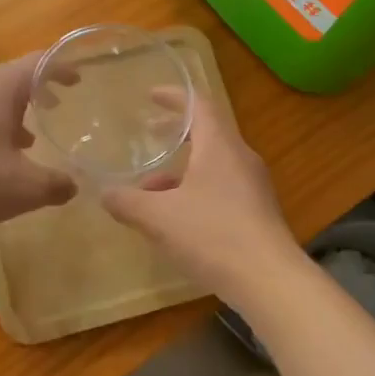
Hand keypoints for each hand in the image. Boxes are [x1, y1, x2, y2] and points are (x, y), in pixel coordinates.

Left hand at [0, 52, 76, 227]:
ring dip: (10, 113)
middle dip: (36, 92)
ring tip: (27, 139)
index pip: (40, 62)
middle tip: (56, 109)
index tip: (79, 79)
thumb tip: (72, 185)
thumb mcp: (24, 188)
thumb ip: (55, 185)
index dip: (63, 68)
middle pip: (13, 77)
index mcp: (2, 85)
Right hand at [101, 90, 301, 301]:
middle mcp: (241, 158)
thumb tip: (105, 194)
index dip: (174, 96)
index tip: (152, 95)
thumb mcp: (159, 218)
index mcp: (220, 146)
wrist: (269, 280)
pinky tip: (176, 220)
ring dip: (181, 171)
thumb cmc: (213, 235)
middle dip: (175, 135)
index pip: (199, 105)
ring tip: (149, 191)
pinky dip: (196, 192)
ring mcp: (253, 187)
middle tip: (148, 135)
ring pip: (212, 165)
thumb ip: (128, 202)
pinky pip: (222, 189)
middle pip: (207, 134)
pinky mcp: (258, 213)